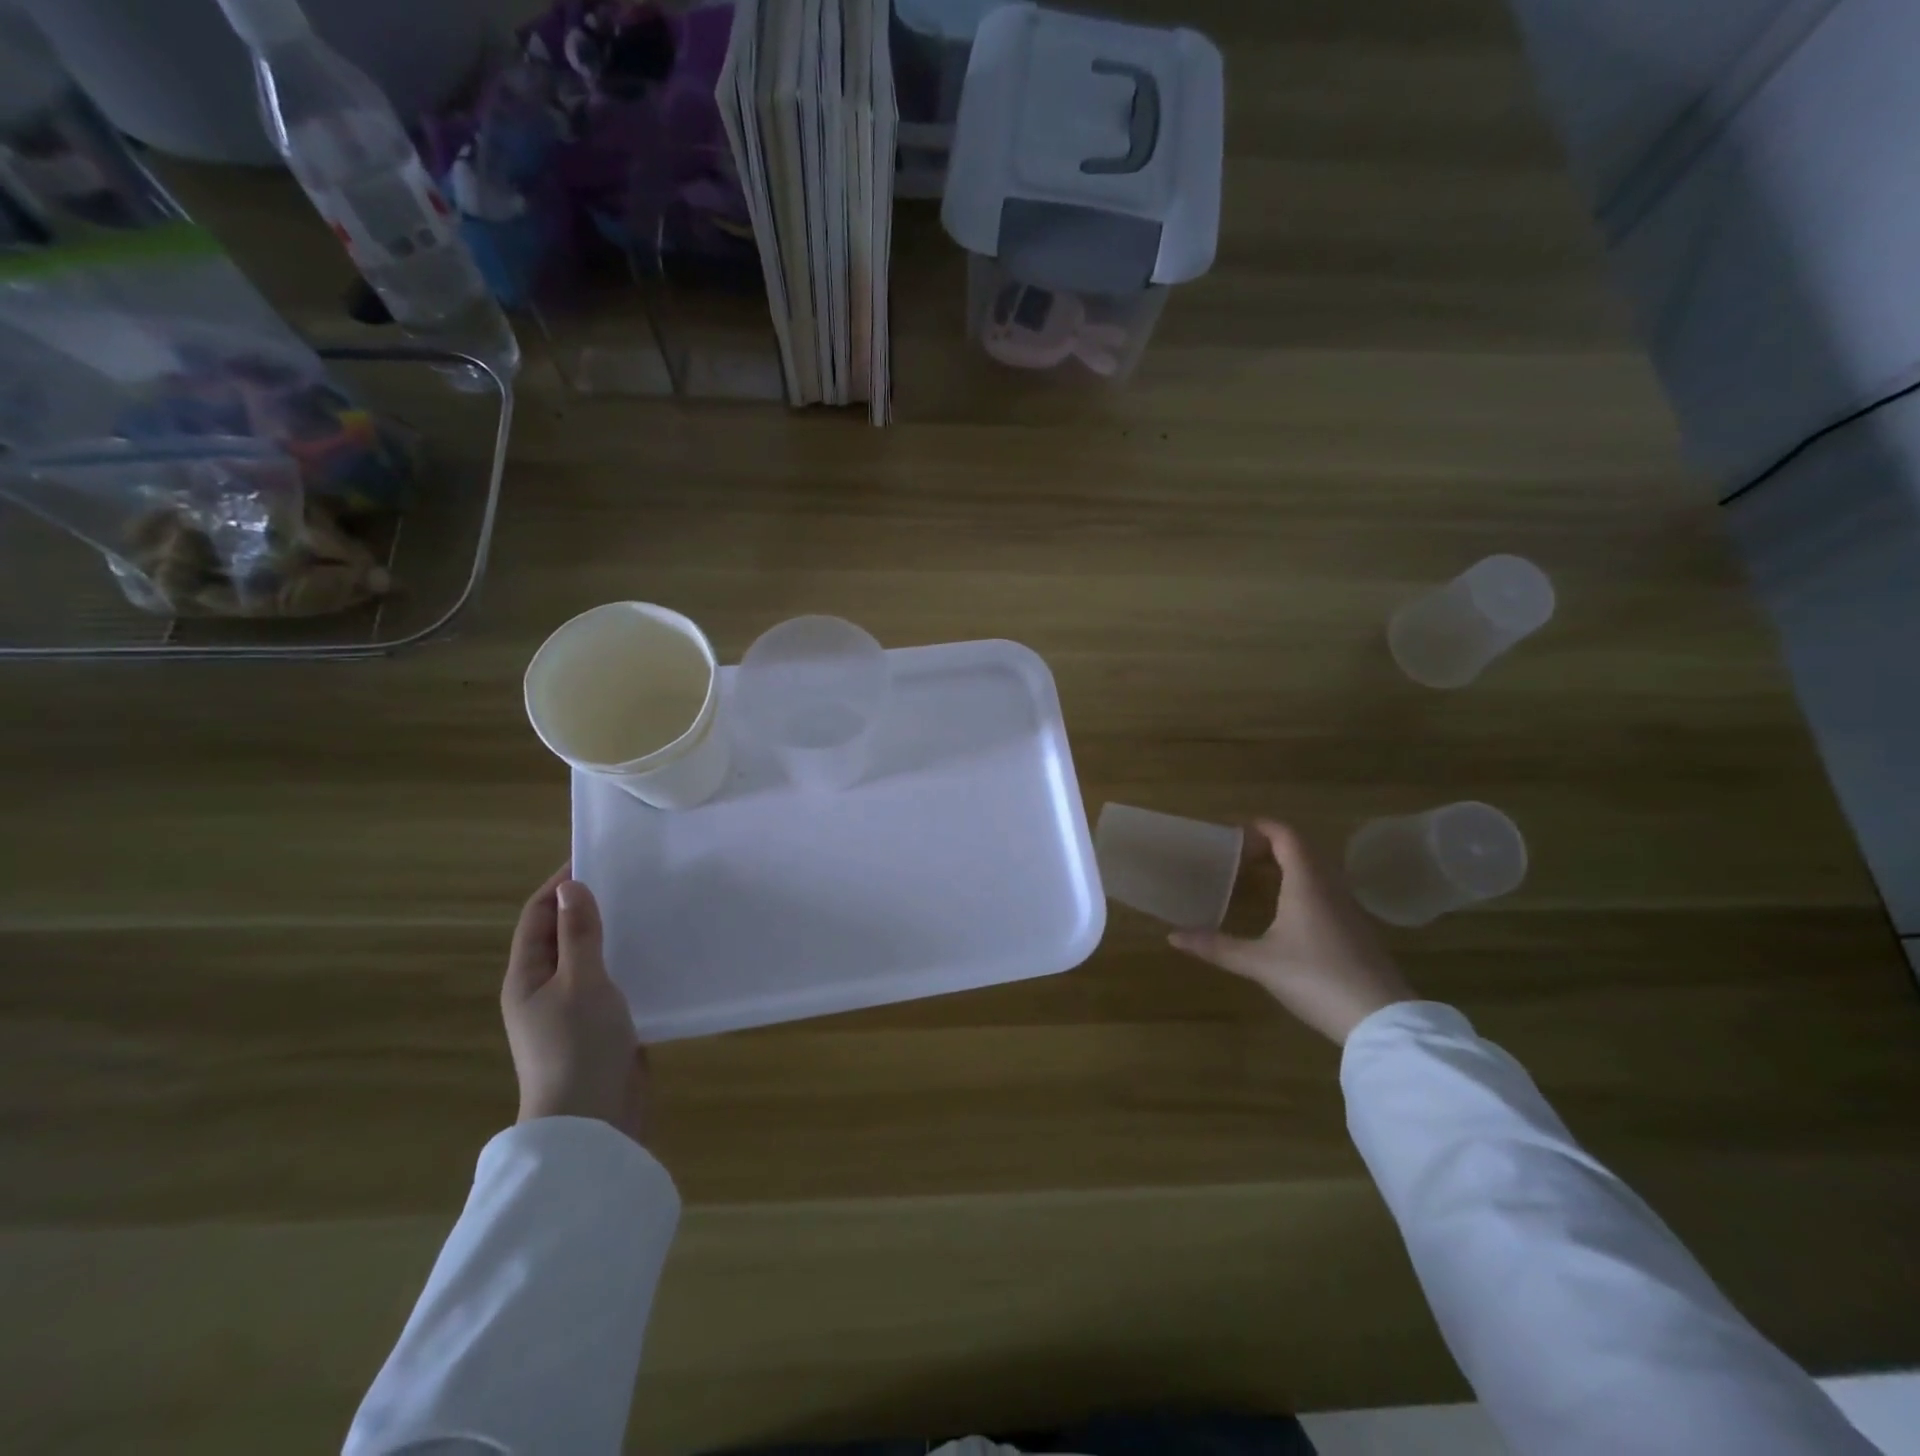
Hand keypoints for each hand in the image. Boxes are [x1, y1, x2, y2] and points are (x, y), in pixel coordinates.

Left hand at [502, 866, 649, 1144]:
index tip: (595, 858)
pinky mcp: (598, 1026)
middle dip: (588, 906)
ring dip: (611, 934)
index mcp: (526, 977)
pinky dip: (627, 962)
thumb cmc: (579, 1045)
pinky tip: (656, 954)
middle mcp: (543, 990)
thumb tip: (572, 886)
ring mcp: (571, 1011)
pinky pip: (610, 982)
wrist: (591, 1120)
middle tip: (629, 880)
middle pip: (561, 935)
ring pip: (589, 958)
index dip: (560, 886)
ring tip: (647, 909)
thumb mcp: (580, 982)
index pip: (537, 916)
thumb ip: (579, 934)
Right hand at [1170, 820, 1415, 1044]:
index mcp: (1307, 883)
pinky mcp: (1357, 931)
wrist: (1381, 1019)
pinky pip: (1327, 892)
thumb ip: (1216, 946)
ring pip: (1318, 871)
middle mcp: (1330, 887)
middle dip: (1272, 845)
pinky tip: (1288, 912)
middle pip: (1304, 850)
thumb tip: (1172, 936)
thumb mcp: (1259, 963)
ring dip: (1290, 866)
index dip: (1262, 827)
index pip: (1287, 836)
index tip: (1235, 830)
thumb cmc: (1315, 978)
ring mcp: (1349, 909)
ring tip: (1259, 878)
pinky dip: (1304, 887)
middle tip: (1240, 855)